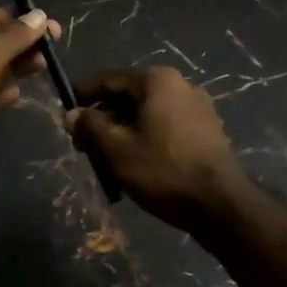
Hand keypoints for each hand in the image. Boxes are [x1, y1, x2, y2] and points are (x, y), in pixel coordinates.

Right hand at [69, 68, 248, 233]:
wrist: (221, 205)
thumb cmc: (163, 170)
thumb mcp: (116, 148)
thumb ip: (90, 126)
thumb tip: (72, 114)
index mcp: (157, 80)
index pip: (108, 80)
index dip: (83, 96)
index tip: (65, 113)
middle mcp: (179, 85)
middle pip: (129, 96)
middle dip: (103, 118)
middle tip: (83, 144)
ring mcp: (198, 108)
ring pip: (147, 113)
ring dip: (123, 130)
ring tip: (106, 158)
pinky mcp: (207, 131)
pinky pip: (165, 126)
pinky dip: (146, 137)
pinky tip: (135, 162)